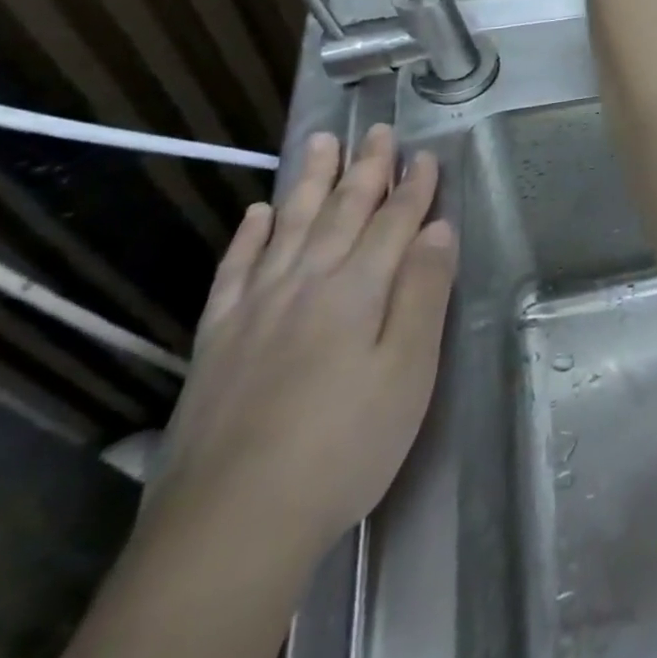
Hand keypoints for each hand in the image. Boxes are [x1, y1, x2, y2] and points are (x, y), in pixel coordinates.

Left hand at [141, 125, 456, 561]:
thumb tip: (439, 229)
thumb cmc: (343, 446)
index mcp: (358, 289)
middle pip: (343, 212)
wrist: (231, 527)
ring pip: (289, 226)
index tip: (426, 154)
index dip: (414, 187)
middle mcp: (307, 282)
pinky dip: (248, 237)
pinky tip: (256, 213)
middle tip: (378, 130)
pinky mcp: (217, 340)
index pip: (395, 222)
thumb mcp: (408, 372)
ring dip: (310, 183)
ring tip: (320, 143)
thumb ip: (424, 293)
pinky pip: (234, 271)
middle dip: (366, 169)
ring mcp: (256, 308)